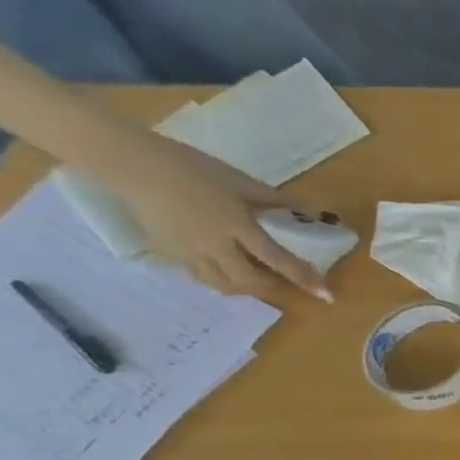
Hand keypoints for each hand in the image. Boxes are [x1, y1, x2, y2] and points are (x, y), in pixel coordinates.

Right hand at [93, 126, 331, 299]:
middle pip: (248, 281)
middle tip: (280, 280)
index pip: (277, 260)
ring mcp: (188, 252)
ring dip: (244, 286)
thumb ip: (278, 201)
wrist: (134, 164)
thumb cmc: (194, 169)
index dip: (304, 278)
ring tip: (254, 276)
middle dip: (270, 286)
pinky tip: (224, 267)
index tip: (326, 295)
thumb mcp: (243, 182)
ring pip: (221, 284)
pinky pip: (199, 276)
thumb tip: (313, 213)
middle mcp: (213, 245)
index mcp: (236, 226)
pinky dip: (218, 278)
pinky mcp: (168, 252)